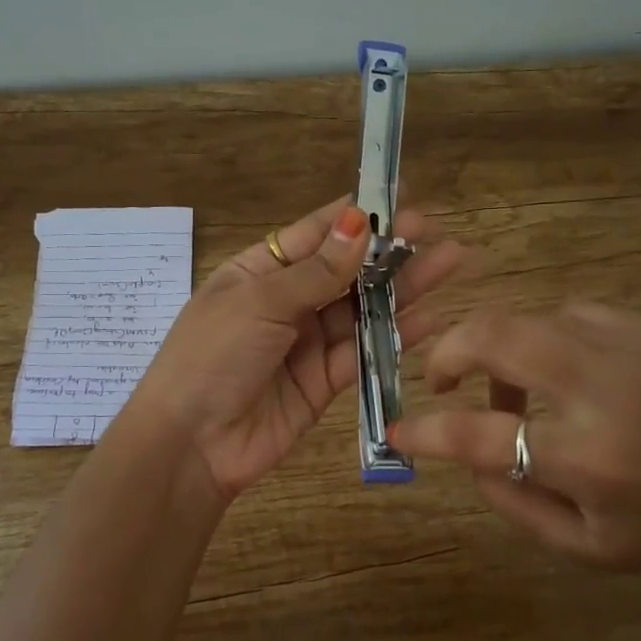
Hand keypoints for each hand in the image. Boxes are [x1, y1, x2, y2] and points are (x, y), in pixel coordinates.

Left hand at [126, 197, 464, 503]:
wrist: (191, 444)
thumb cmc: (213, 356)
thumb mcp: (259, 302)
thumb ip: (316, 271)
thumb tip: (358, 223)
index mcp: (259, 271)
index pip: (315, 234)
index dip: (357, 216)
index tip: (400, 197)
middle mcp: (286, 301)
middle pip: (346, 270)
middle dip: (389, 252)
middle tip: (435, 232)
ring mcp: (307, 342)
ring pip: (362, 309)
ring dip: (402, 289)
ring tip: (448, 263)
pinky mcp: (324, 381)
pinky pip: (364, 352)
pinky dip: (395, 335)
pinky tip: (429, 318)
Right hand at [387, 302, 640, 614]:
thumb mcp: (587, 548)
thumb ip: (513, 503)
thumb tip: (463, 456)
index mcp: (589, 460)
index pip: (477, 436)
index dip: (424, 430)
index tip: (398, 430)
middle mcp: (606, 392)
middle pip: (497, 337)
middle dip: (448, 351)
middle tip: (440, 379)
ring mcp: (635, 348)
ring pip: (532, 319)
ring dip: (502, 350)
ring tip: (514, 393)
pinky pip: (576, 315)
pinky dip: (550, 339)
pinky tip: (566, 372)